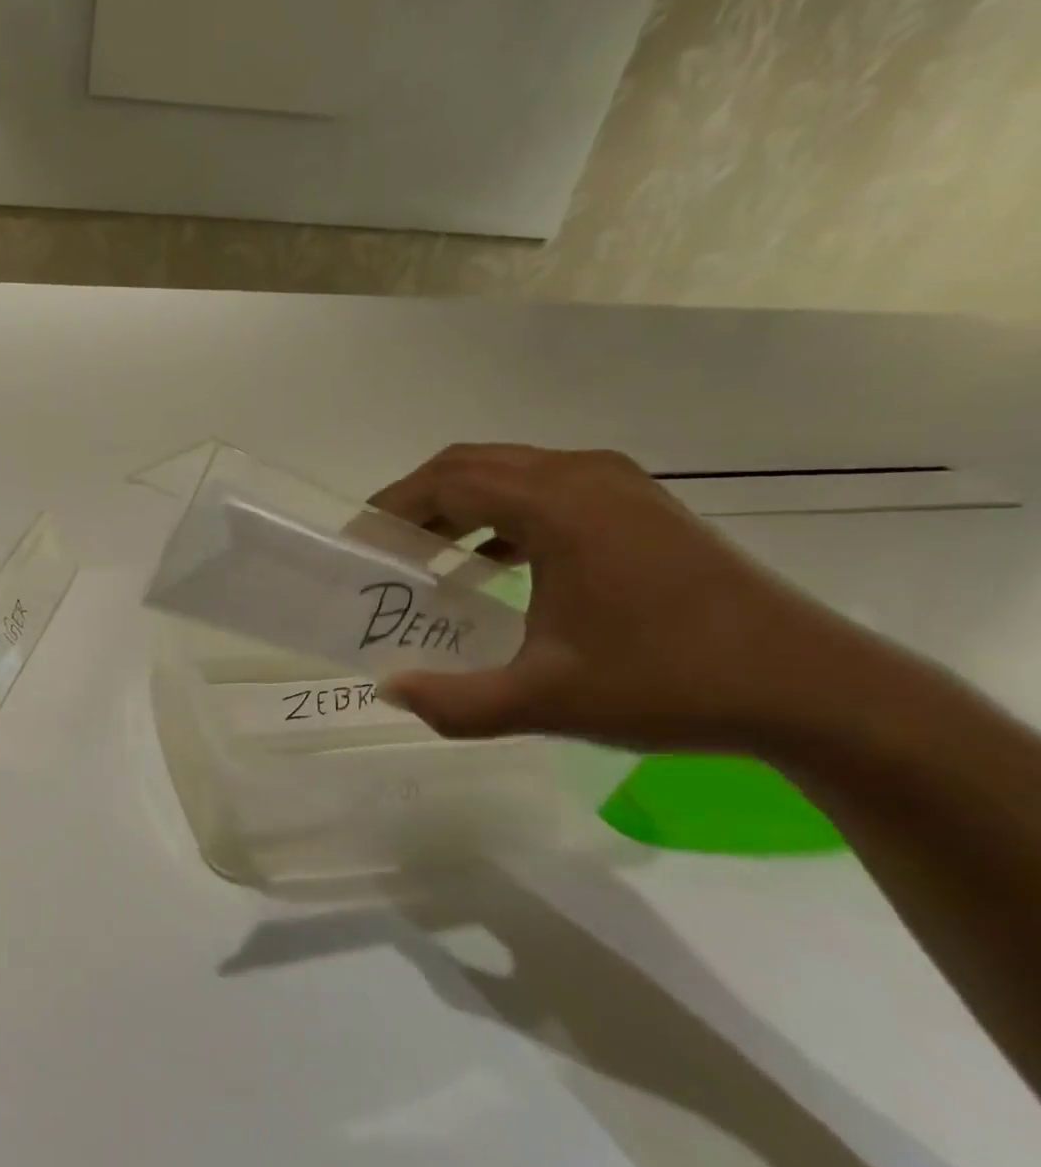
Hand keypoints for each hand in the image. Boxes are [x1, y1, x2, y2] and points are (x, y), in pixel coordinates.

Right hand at [367, 444, 883, 751]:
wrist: (810, 688)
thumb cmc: (668, 683)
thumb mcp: (544, 701)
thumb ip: (454, 701)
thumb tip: (389, 690)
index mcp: (556, 505)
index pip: (446, 482)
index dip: (391, 509)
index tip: (357, 545)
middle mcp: (583, 476)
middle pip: (472, 464)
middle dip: (418, 501)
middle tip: (383, 550)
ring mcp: (618, 485)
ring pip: (510, 472)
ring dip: (459, 505)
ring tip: (427, 556)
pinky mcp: (639, 505)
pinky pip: (545, 489)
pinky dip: (501, 514)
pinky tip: (492, 561)